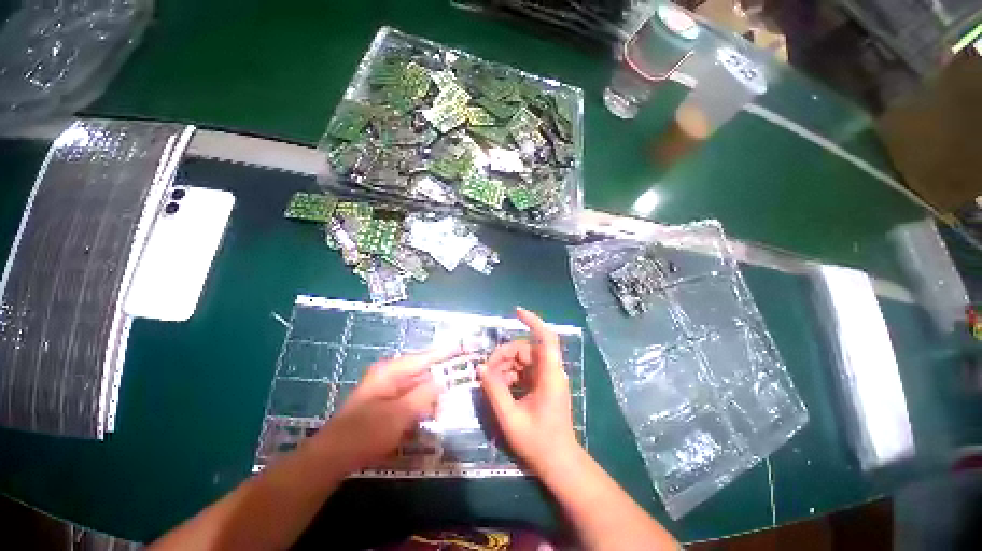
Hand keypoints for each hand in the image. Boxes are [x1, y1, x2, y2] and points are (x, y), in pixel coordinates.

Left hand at [317, 349, 454, 471]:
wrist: (332, 458)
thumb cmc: (365, 433)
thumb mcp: (400, 414)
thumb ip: (424, 395)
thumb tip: (442, 380)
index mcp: (391, 371)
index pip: (424, 357)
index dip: (444, 353)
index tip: (462, 348)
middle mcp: (389, 376)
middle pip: (421, 373)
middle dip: (438, 382)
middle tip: (454, 391)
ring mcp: (386, 390)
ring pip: (416, 388)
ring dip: (428, 399)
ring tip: (438, 412)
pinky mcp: (384, 405)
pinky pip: (408, 401)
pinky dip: (418, 408)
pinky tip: (423, 420)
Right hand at [478, 307, 579, 473]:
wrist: (559, 463)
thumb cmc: (538, 443)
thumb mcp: (510, 417)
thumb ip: (494, 390)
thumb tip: (480, 368)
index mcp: (549, 375)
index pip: (546, 338)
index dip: (533, 321)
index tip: (516, 312)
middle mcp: (551, 372)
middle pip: (526, 350)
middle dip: (504, 354)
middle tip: (486, 370)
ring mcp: (547, 379)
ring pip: (524, 360)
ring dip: (505, 366)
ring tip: (489, 381)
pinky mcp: (543, 386)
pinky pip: (524, 371)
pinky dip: (510, 375)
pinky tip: (498, 386)